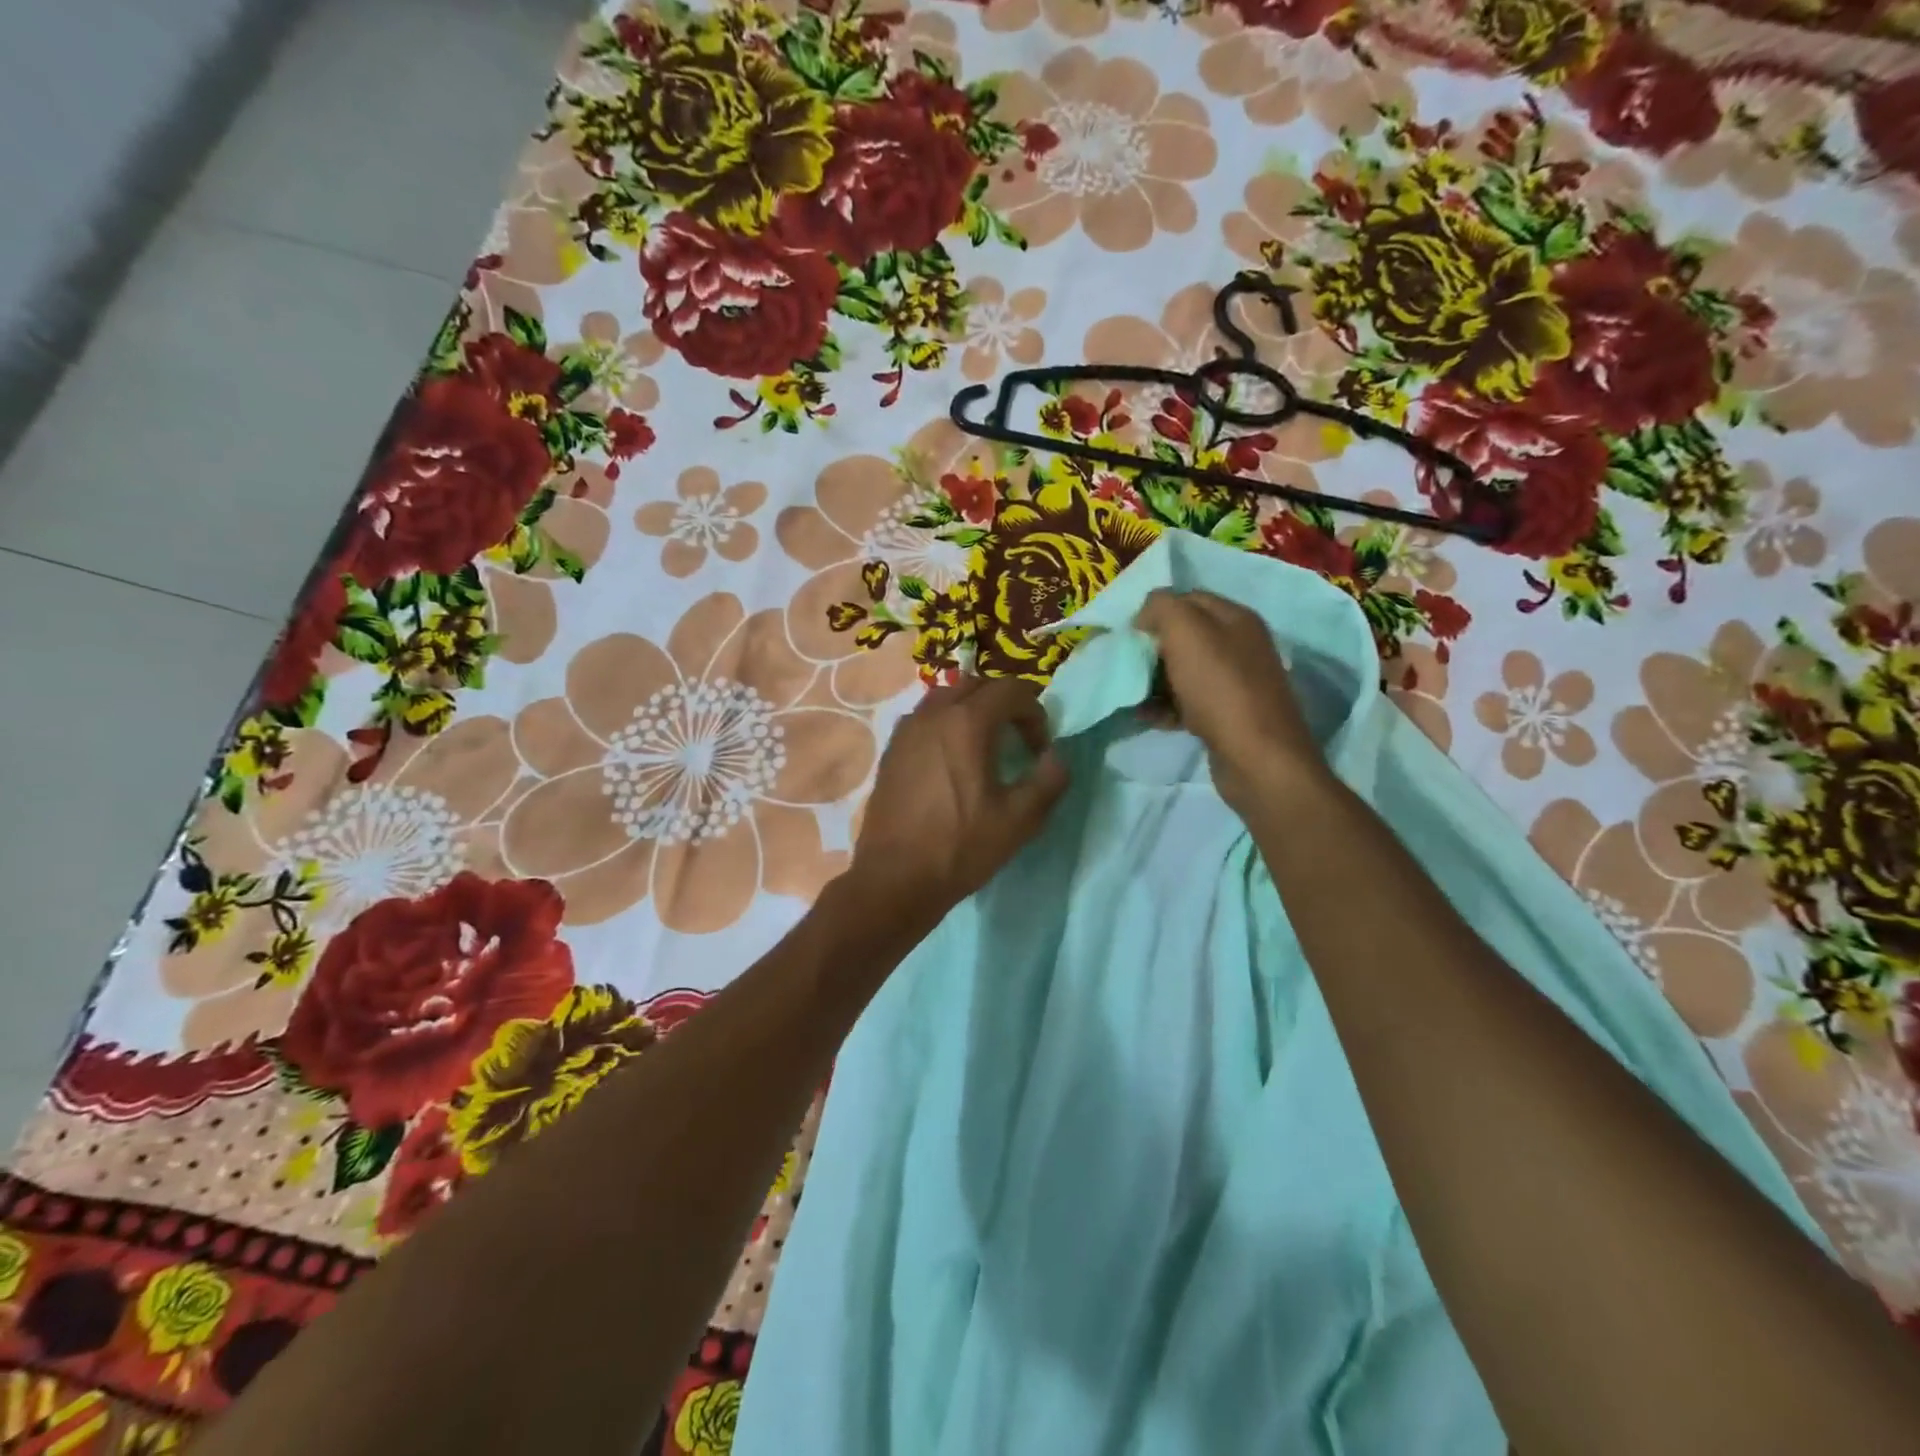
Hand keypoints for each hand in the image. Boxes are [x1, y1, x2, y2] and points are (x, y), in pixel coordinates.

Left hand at [848, 676, 1069, 919]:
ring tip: (985, 746)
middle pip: (977, 684)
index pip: (1011, 689)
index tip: (1039, 749)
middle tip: (1018, 739)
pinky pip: (925, 719)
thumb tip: (1056, 756)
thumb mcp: (1019, 819)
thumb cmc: (960, 847)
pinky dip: (947, 724)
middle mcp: (933, 714)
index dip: (1035, 712)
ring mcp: (906, 730)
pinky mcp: (891, 750)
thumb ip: (1048, 779)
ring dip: (973, 710)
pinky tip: (952, 762)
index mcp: (966, 723)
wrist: (895, 878)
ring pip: (946, 697)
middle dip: (1004, 703)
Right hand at [1133, 588, 1326, 817]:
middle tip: (1127, 663)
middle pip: (1184, 636)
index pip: (1187, 598)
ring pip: (1183, 671)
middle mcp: (1240, 645)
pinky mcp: (1227, 716)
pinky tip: (1148, 717)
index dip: (1155, 611)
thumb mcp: (1186, 632)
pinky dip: (1165, 707)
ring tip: (1132, 694)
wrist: (1256, 759)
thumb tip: (1146, 613)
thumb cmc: (1220, 689)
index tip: (1128, 633)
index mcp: (1236, 618)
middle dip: (1152, 648)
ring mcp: (1235, 683)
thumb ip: (1162, 607)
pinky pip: (1187, 702)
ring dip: (1154, 680)